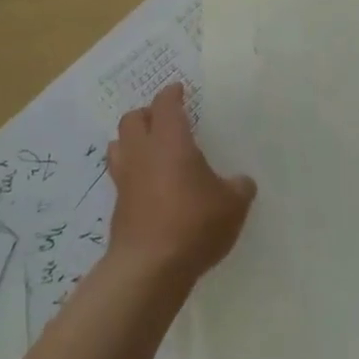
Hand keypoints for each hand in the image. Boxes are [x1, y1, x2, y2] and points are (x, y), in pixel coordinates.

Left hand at [106, 83, 255, 284]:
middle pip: (132, 119)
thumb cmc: (194, 223)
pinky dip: (132, 174)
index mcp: (170, 140)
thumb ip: (238, 187)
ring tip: (150, 150)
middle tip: (164, 120)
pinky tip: (149, 187)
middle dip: (147, 114)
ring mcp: (124, 180)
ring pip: (118, 145)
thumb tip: (241, 182)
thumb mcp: (232, 204)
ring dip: (132, 142)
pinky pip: (121, 177)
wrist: (149, 268)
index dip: (171, 94)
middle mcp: (142, 153)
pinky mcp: (117, 207)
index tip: (179, 90)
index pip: (165, 104)